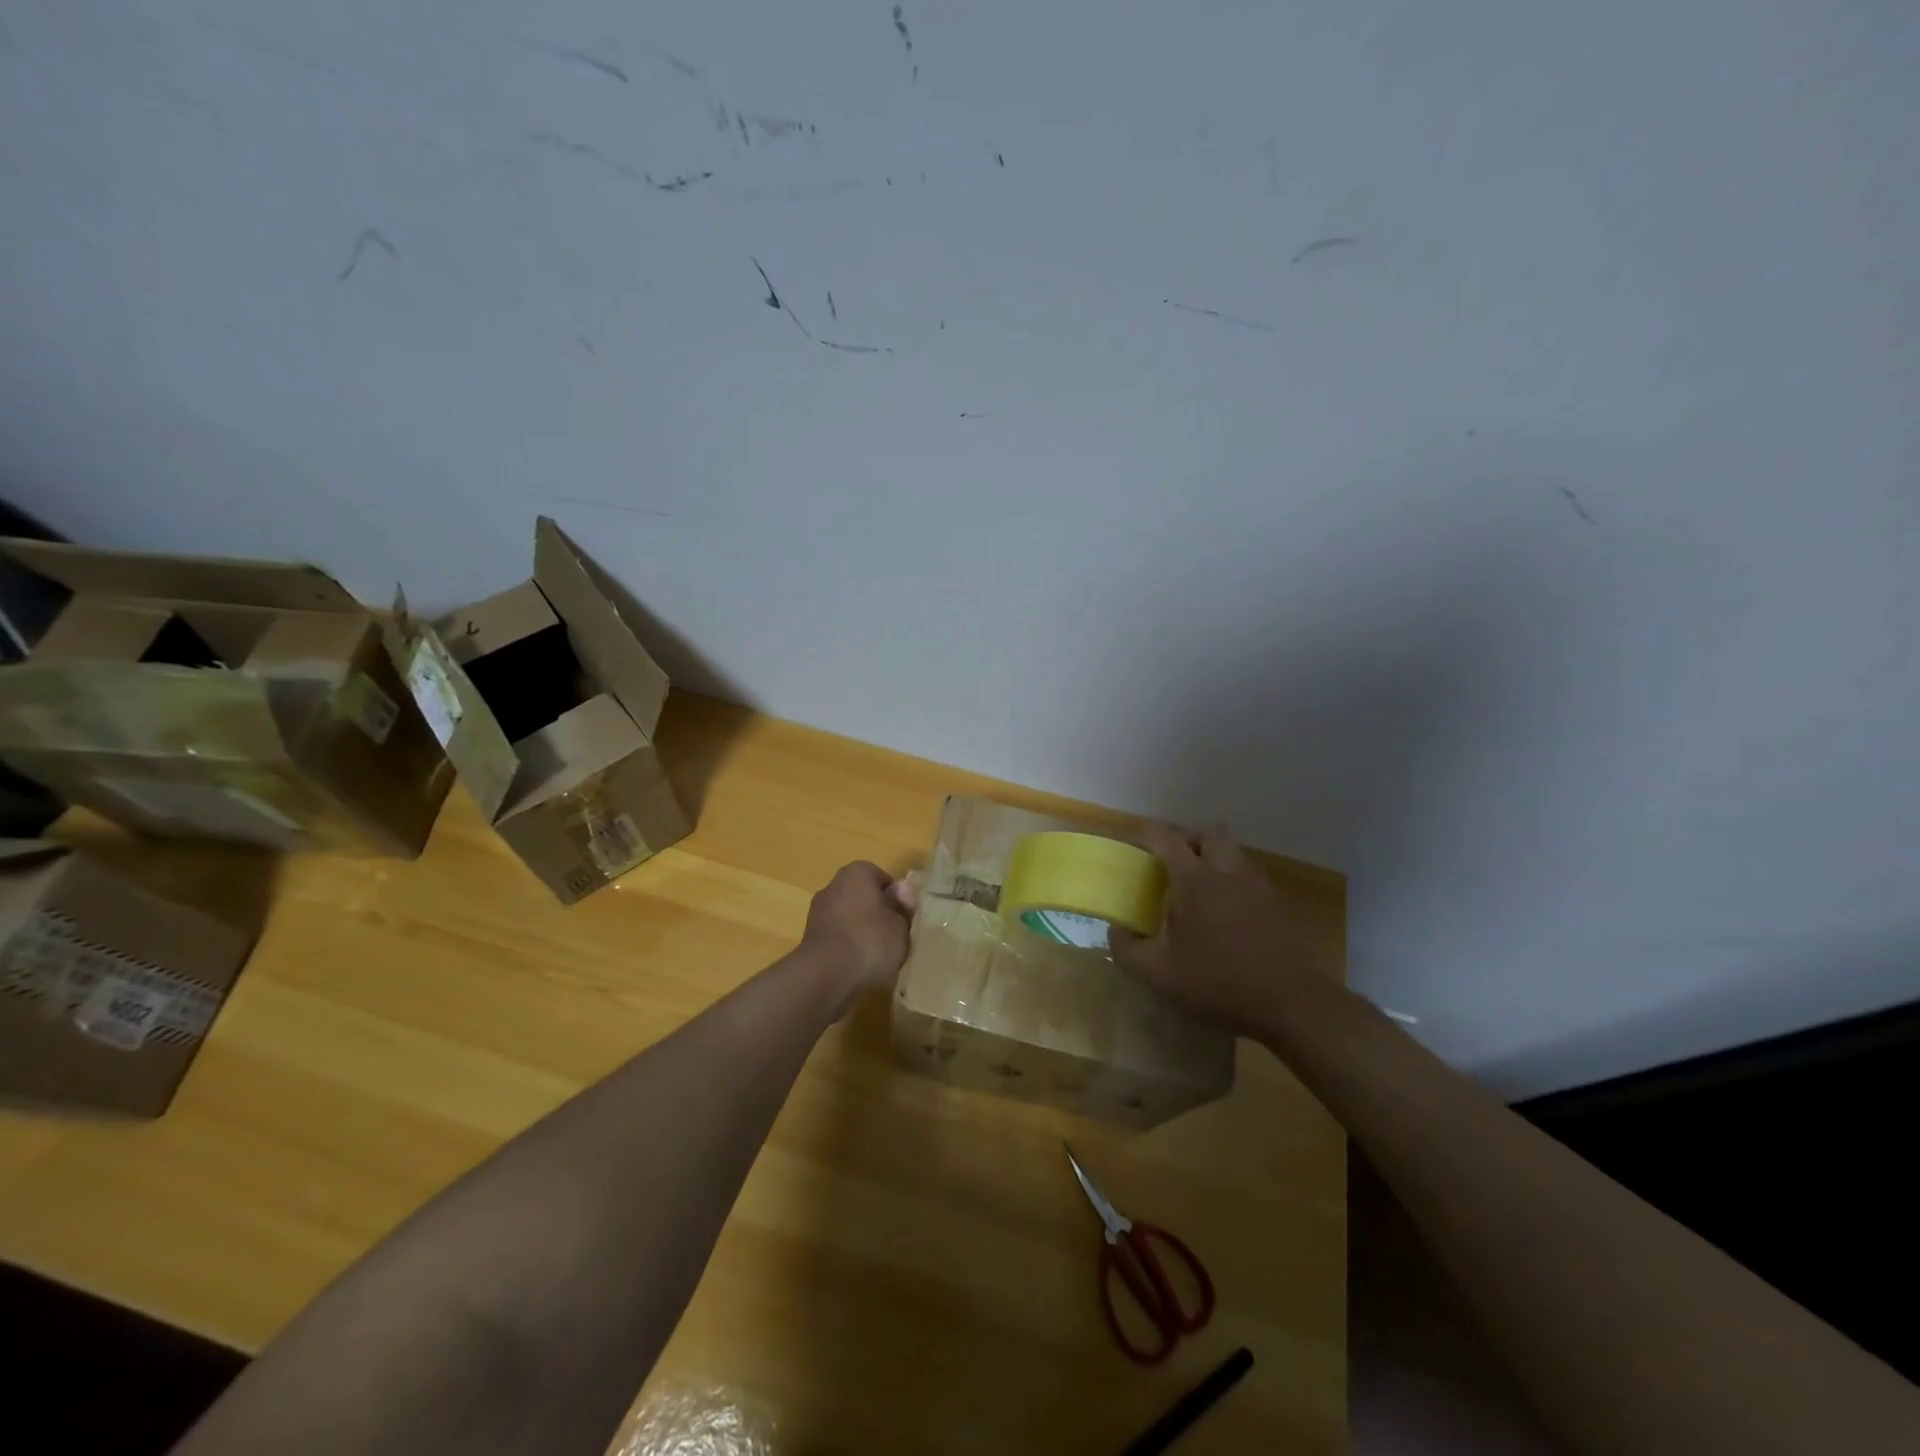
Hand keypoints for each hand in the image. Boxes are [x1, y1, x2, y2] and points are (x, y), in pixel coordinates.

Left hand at [800, 861, 916, 1004]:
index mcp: (857, 873)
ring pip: (848, 919)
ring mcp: (817, 913)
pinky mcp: (808, 940)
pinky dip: (847, 949)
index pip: (882, 879)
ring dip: (861, 933)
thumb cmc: (870, 941)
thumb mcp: (901, 925)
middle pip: (863, 897)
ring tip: (878, 957)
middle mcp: (833, 886)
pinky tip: (859, 967)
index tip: (906, 918)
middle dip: (877, 914)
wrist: (825, 976)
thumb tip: (901, 895)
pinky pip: (837, 939)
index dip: (897, 898)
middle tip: (894, 937)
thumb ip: (902, 908)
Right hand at [1109, 824, 1330, 1035]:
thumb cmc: (1218, 982)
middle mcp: (1228, 872)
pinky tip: (1229, 916)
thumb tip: (1116, 931)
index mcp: (1195, 880)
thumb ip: (1128, 950)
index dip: (1147, 834)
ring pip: (1235, 854)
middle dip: (1189, 840)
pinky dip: (1236, 884)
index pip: (1166, 838)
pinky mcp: (1280, 906)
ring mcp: (1259, 887)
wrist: (1292, 1003)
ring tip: (1201, 891)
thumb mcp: (1160, 974)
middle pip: (1209, 833)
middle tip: (1174, 863)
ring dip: (1216, 860)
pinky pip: (1252, 879)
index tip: (1136, 842)